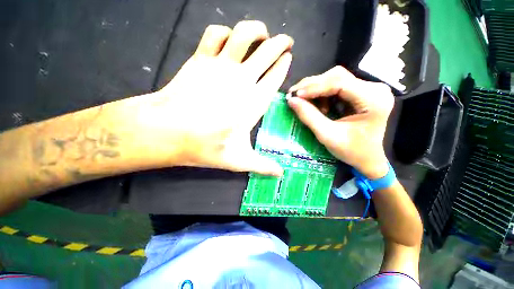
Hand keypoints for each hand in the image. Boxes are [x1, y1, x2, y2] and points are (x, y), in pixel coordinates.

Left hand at [144, 21, 292, 175]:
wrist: (167, 130)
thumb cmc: (202, 146)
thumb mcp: (235, 160)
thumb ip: (261, 165)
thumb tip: (281, 175)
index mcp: (254, 100)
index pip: (277, 74)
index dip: (285, 62)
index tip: (288, 55)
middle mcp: (242, 77)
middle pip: (269, 49)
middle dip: (281, 41)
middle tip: (284, 40)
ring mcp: (221, 65)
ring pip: (244, 34)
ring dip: (255, 29)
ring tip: (257, 33)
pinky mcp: (201, 57)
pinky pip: (214, 34)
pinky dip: (221, 31)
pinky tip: (224, 37)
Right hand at [287, 66, 393, 178]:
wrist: (374, 159)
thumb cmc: (356, 152)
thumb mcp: (332, 138)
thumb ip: (310, 117)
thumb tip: (291, 100)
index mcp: (373, 100)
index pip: (340, 82)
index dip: (315, 86)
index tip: (295, 95)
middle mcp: (375, 88)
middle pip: (338, 76)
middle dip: (315, 85)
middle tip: (297, 96)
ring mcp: (372, 88)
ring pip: (339, 78)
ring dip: (320, 87)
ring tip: (308, 102)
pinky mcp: (367, 90)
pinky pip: (342, 84)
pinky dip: (328, 91)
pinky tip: (321, 103)